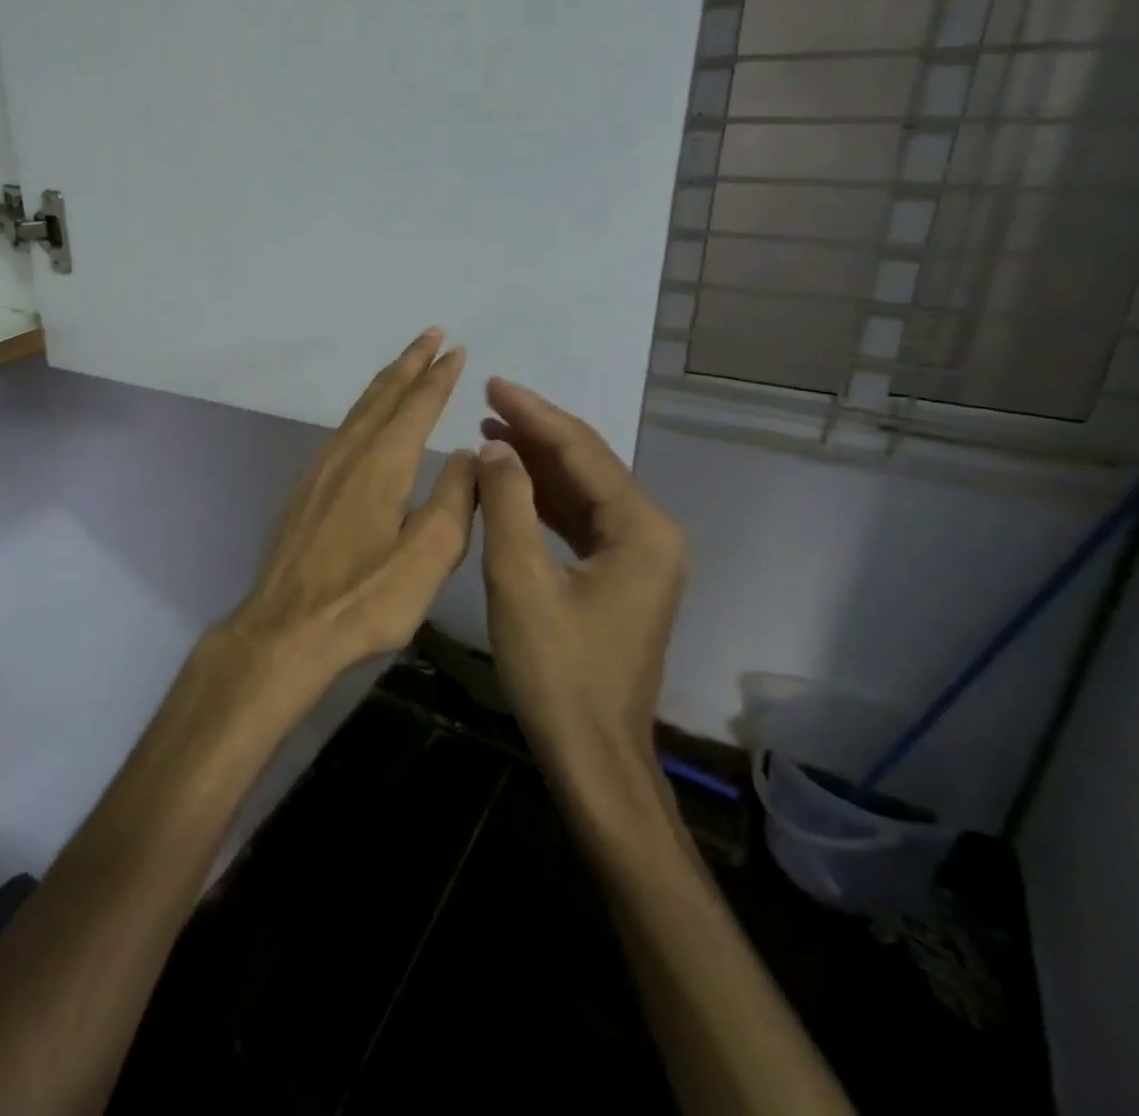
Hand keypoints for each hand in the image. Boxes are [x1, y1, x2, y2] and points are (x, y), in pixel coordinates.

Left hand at [213, 329, 476, 687]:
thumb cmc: (363, 599)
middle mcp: (347, 455)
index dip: (438, 377)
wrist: (285, 629)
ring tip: (404, 367)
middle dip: (410, 364)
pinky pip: (341, 433)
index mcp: (381, 464)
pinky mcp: (304, 491)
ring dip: (384, 385)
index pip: (416, 406)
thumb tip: (468, 454)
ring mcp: (319, 471)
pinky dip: (363, 413)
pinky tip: (366, 424)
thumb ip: (454, 500)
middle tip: (432, 335)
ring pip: (357, 412)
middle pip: (381, 397)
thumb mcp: (428, 557)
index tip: (457, 350)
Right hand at [475, 377, 687, 786]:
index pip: (582, 452)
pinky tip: (510, 484)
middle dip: (536, 432)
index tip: (493, 382)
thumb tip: (494, 448)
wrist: (592, 755)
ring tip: (490, 433)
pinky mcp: (620, 578)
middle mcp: (652, 534)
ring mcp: (640, 558)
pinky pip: (579, 522)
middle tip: (486, 400)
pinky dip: (543, 500)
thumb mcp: (519, 579)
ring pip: (582, 493)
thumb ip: (506, 504)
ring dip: (537, 464)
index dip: (534, 414)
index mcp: (641, 529)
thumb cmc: (556, 669)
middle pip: (588, 466)